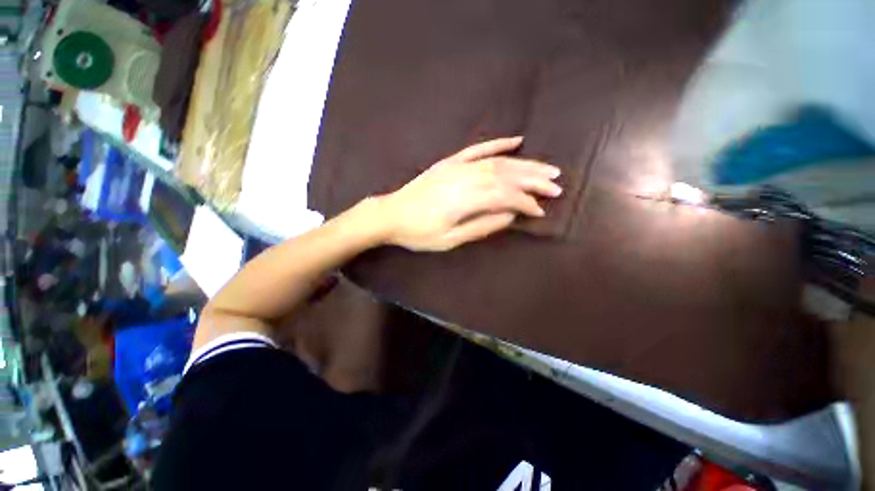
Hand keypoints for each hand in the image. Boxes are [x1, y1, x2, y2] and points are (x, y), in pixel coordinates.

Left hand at [377, 136, 561, 251]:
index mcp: (464, 200)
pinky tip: (516, 141)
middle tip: (556, 184)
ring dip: (524, 164)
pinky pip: (477, 149)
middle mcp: (464, 178)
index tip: (540, 210)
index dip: (525, 202)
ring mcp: (456, 166)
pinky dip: (498, 144)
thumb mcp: (450, 240)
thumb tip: (510, 216)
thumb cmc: (419, 233)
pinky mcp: (450, 162)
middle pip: (506, 175)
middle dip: (533, 180)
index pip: (505, 196)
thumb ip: (481, 226)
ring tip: (546, 168)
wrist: (391, 214)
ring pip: (497, 162)